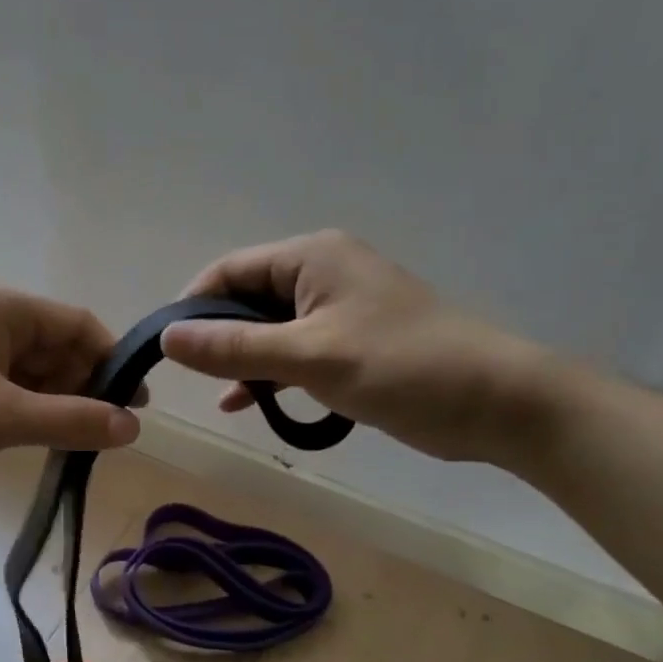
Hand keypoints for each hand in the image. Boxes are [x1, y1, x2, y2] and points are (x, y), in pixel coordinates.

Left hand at [0, 284, 140, 484]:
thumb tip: (133, 426)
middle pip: (57, 349)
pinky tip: (34, 442)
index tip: (136, 407)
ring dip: (55, 405)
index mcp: (4, 308)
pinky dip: (25, 412)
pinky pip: (5, 390)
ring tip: (73, 445)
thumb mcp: (3, 418)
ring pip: (32, 373)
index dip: (113, 363)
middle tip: (105, 435)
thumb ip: (72, 421)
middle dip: (84, 389)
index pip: (80, 325)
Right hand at [160, 231, 556, 465]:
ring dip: (243, 361)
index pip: (230, 271)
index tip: (167, 351)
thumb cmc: (403, 367)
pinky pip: (295, 352)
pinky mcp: (353, 343)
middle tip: (191, 382)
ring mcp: (339, 309)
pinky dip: (272, 375)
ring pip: (270, 330)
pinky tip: (248, 404)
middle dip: (218, 338)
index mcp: (311, 257)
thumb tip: (168, 338)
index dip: (193, 307)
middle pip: (247, 299)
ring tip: (220, 398)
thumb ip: (236, 349)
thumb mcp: (312, 357)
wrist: (496, 402)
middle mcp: (322, 273)